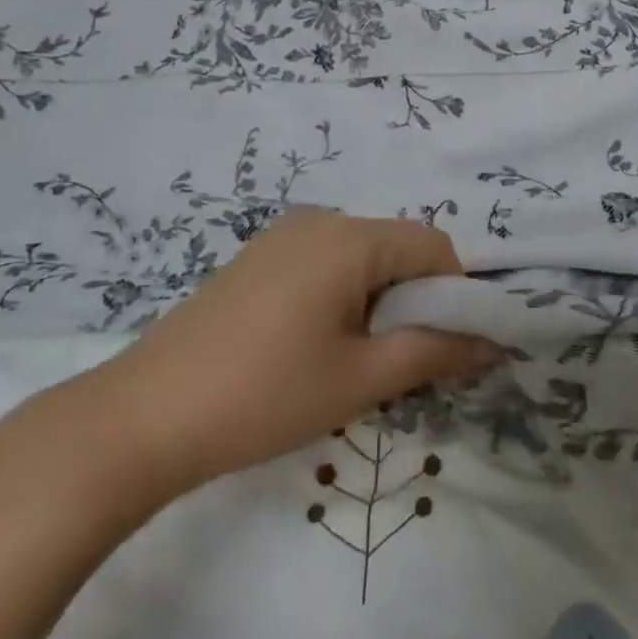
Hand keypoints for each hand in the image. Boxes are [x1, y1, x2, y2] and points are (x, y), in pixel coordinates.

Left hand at [84, 209, 501, 506]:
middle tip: (402, 364)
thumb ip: (436, 351)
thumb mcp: (362, 378)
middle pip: (397, 249)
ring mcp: (281, 237)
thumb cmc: (265, 395)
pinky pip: (324, 266)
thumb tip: (495, 343)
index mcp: (349, 238)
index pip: (434, 247)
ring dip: (380, 303)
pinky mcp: (256, 259)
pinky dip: (343, 298)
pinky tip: (315, 348)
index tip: (449, 348)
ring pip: (361, 259)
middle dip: (416, 301)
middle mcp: (319, 221)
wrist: (142, 417)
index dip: (456, 294)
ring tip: (356, 363)